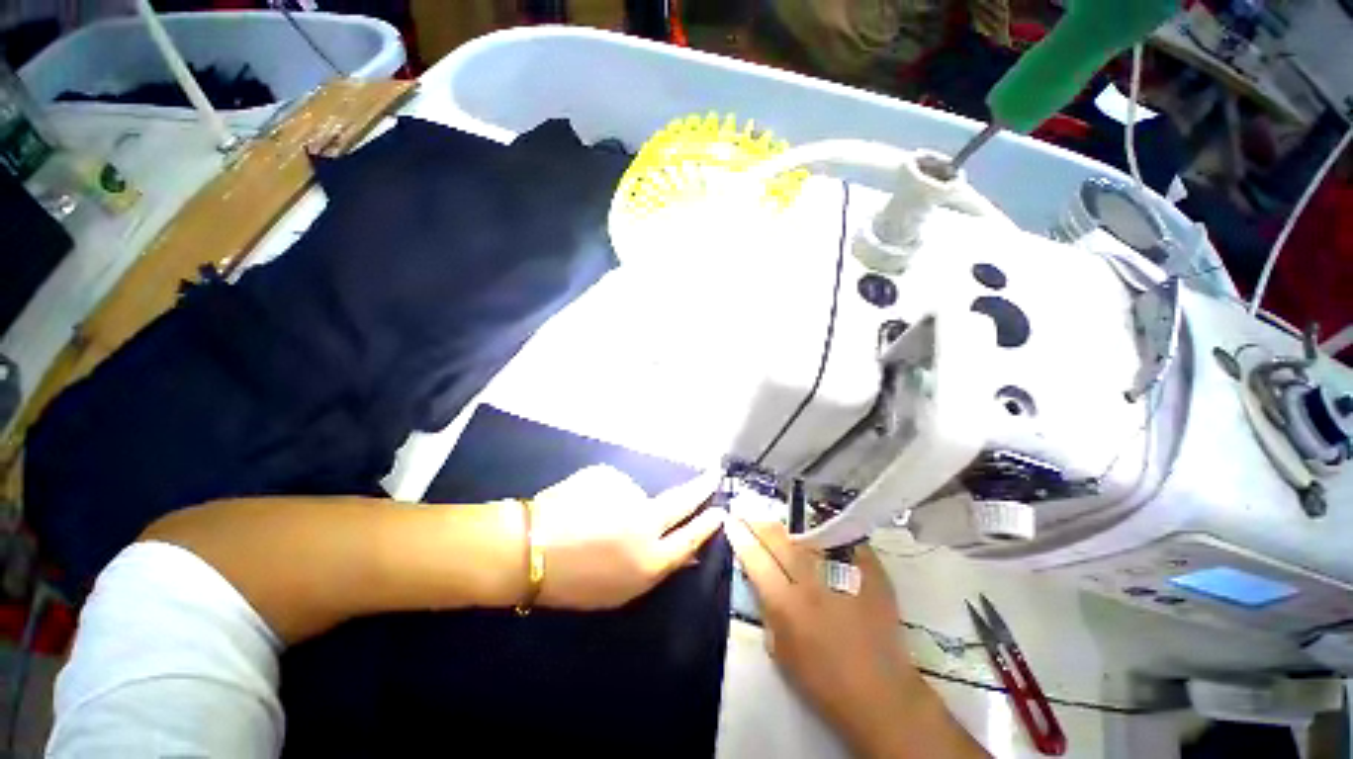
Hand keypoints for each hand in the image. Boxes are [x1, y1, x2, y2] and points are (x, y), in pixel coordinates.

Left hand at [530, 466, 724, 609]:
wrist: (528, 548)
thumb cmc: (575, 580)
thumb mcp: (621, 589)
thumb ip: (657, 567)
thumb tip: (685, 551)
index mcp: (649, 558)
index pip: (690, 537)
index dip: (707, 524)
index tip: (721, 510)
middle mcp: (645, 521)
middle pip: (681, 501)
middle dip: (701, 489)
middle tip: (713, 476)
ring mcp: (627, 492)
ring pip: (637, 495)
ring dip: (624, 504)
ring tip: (593, 518)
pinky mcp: (608, 473)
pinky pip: (614, 484)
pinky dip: (605, 493)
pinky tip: (583, 505)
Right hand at [726, 518, 982, 758]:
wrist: (882, 694)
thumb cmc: (822, 680)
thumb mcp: (778, 649)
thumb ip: (765, 607)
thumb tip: (756, 574)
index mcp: (786, 604)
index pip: (755, 557)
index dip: (740, 535)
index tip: (731, 520)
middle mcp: (812, 581)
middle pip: (778, 538)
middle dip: (758, 522)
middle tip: (748, 512)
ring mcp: (843, 572)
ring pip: (807, 534)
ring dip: (787, 526)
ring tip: (777, 522)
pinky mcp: (870, 570)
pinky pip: (842, 539)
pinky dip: (826, 533)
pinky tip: (817, 528)